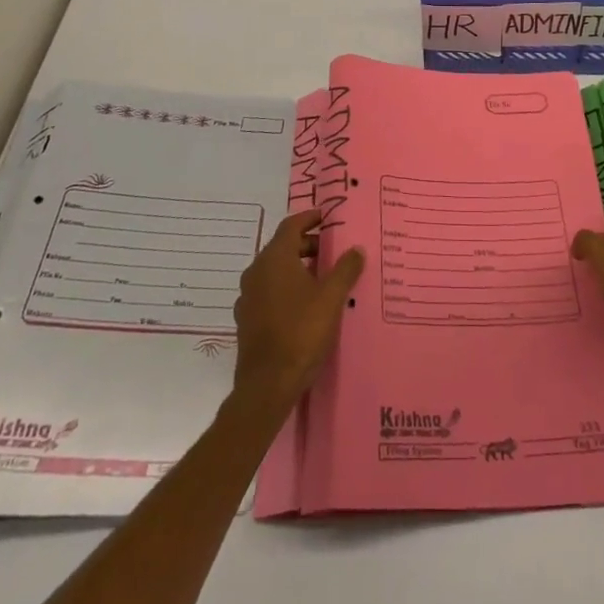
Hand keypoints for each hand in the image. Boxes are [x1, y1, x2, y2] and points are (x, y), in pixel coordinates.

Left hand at [232, 210, 364, 410]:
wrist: (267, 386)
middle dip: (307, 245)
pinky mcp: (247, 320)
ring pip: (275, 271)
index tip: (327, 217)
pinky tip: (304, 306)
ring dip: (297, 268)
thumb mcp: (331, 298)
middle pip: (283, 247)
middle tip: (331, 251)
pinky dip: (286, 289)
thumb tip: (356, 249)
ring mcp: (248, 297)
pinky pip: (269, 293)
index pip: (291, 225)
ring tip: (322, 279)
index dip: (310, 218)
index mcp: (274, 258)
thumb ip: (345, 269)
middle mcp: (256, 271)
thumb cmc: (301, 332)